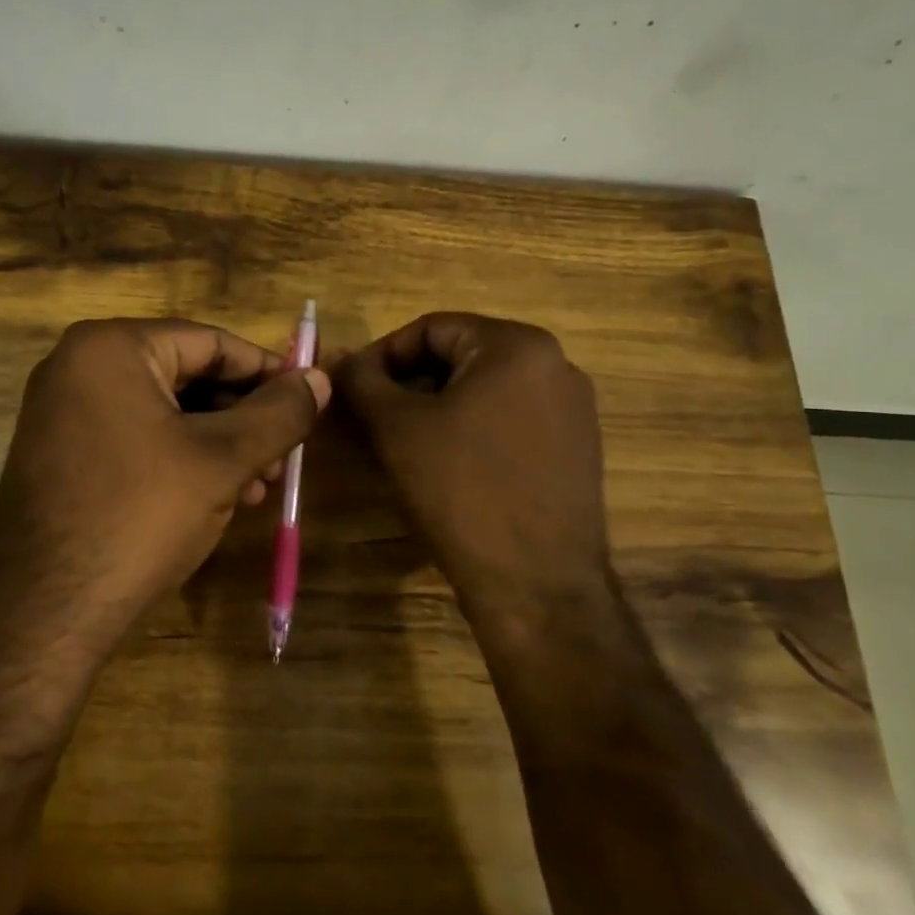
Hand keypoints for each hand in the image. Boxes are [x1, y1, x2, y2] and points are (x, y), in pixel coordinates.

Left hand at [0, 318, 330, 654]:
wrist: (42, 612)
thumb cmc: (139, 516)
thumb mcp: (223, 460)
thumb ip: (278, 413)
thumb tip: (319, 379)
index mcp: (111, 347)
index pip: (210, 342)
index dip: (266, 371)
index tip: (308, 400)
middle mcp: (78, 366)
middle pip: (186, 375)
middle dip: (241, 418)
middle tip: (282, 457)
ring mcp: (62, 411)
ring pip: (163, 412)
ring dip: (217, 445)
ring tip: (258, 488)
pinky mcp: (59, 454)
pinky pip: (134, 438)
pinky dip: (179, 460)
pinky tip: (214, 498)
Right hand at [336, 313, 611, 628]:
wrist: (536, 585)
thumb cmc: (461, 491)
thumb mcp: (396, 428)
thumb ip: (361, 380)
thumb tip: (337, 356)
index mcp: (517, 345)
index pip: (431, 328)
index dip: (382, 355)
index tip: (351, 389)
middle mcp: (555, 365)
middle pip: (460, 356)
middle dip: (409, 383)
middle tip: (371, 418)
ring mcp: (573, 408)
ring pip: (484, 389)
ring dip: (437, 407)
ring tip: (402, 443)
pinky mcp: (577, 447)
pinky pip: (510, 418)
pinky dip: (471, 429)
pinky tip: (447, 464)